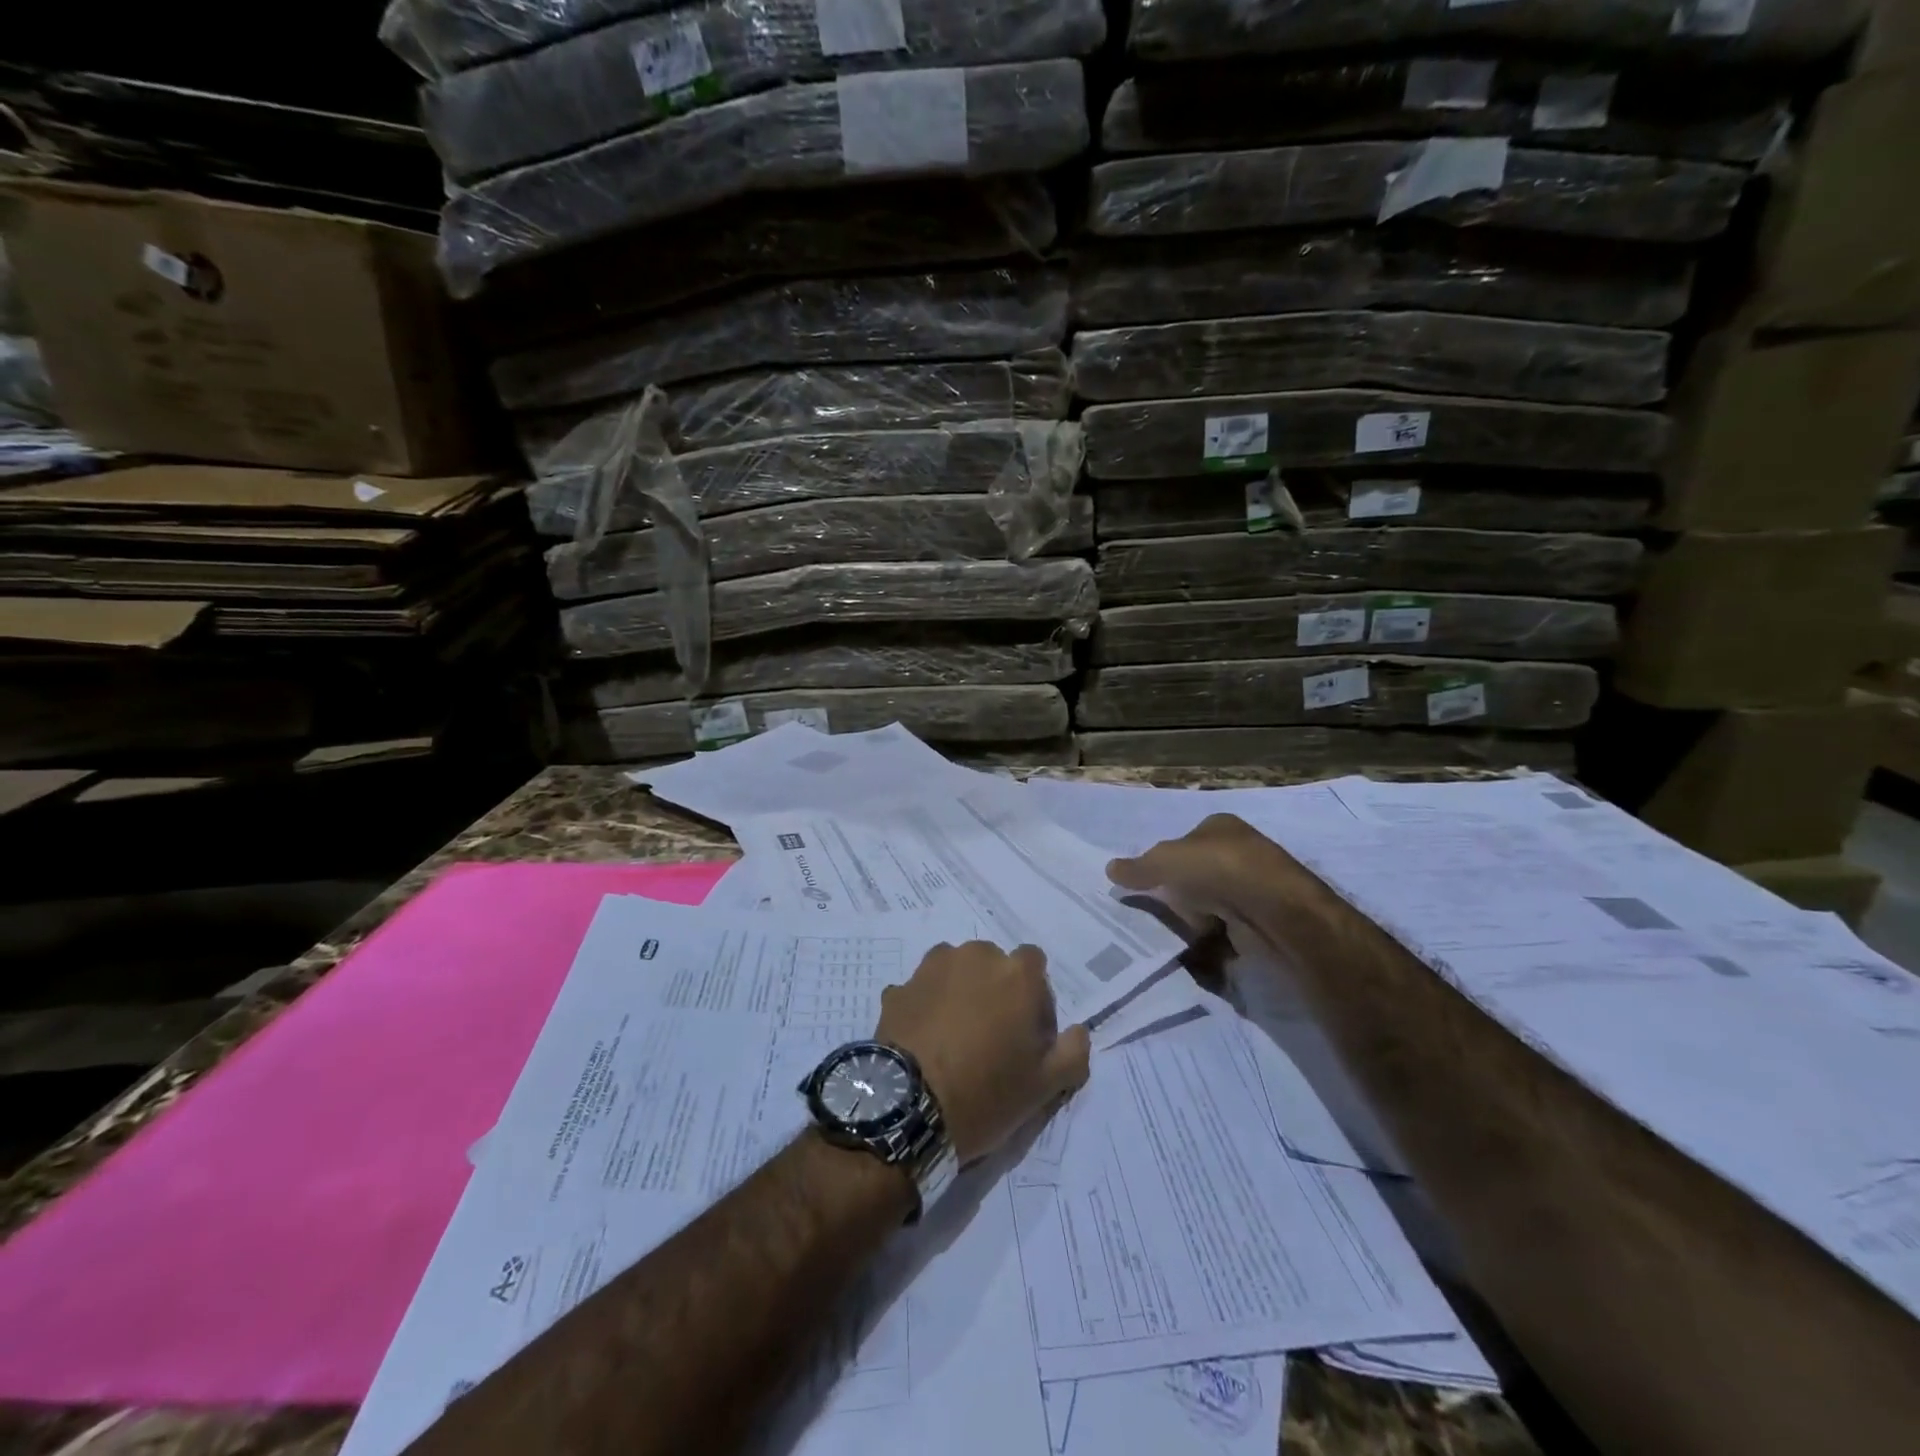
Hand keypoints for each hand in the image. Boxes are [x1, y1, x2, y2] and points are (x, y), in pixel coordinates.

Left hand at [876, 942, 1089, 1163]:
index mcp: (1016, 973)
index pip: (1034, 964)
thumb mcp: (1045, 1087)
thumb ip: (1072, 1052)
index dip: (1034, 995)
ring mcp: (931, 969)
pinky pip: (921, 992)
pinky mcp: (899, 988)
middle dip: (995, 991)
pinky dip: (925, 1007)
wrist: (908, 1107)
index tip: (1028, 1032)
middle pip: (992, 964)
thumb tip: (1078, 1031)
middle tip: (990, 1037)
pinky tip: (923, 1041)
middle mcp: (974, 956)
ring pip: (954, 971)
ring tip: (952, 1037)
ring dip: (958, 992)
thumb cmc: (985, 1093)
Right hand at [1106, 814, 1305, 953]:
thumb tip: (1110, 868)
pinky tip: (1200, 954)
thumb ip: (1137, 867)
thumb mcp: (1165, 861)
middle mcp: (1240, 853)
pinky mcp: (1263, 923)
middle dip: (1178, 898)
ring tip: (1176, 938)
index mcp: (1221, 827)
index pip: (1184, 843)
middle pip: (1195, 878)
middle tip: (1158, 915)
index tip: (1148, 886)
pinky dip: (1213, 946)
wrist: (1277, 915)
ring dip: (1194, 924)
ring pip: (1210, 908)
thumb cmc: (1218, 871)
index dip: (1164, 863)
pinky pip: (1226, 934)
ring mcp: (1254, 890)